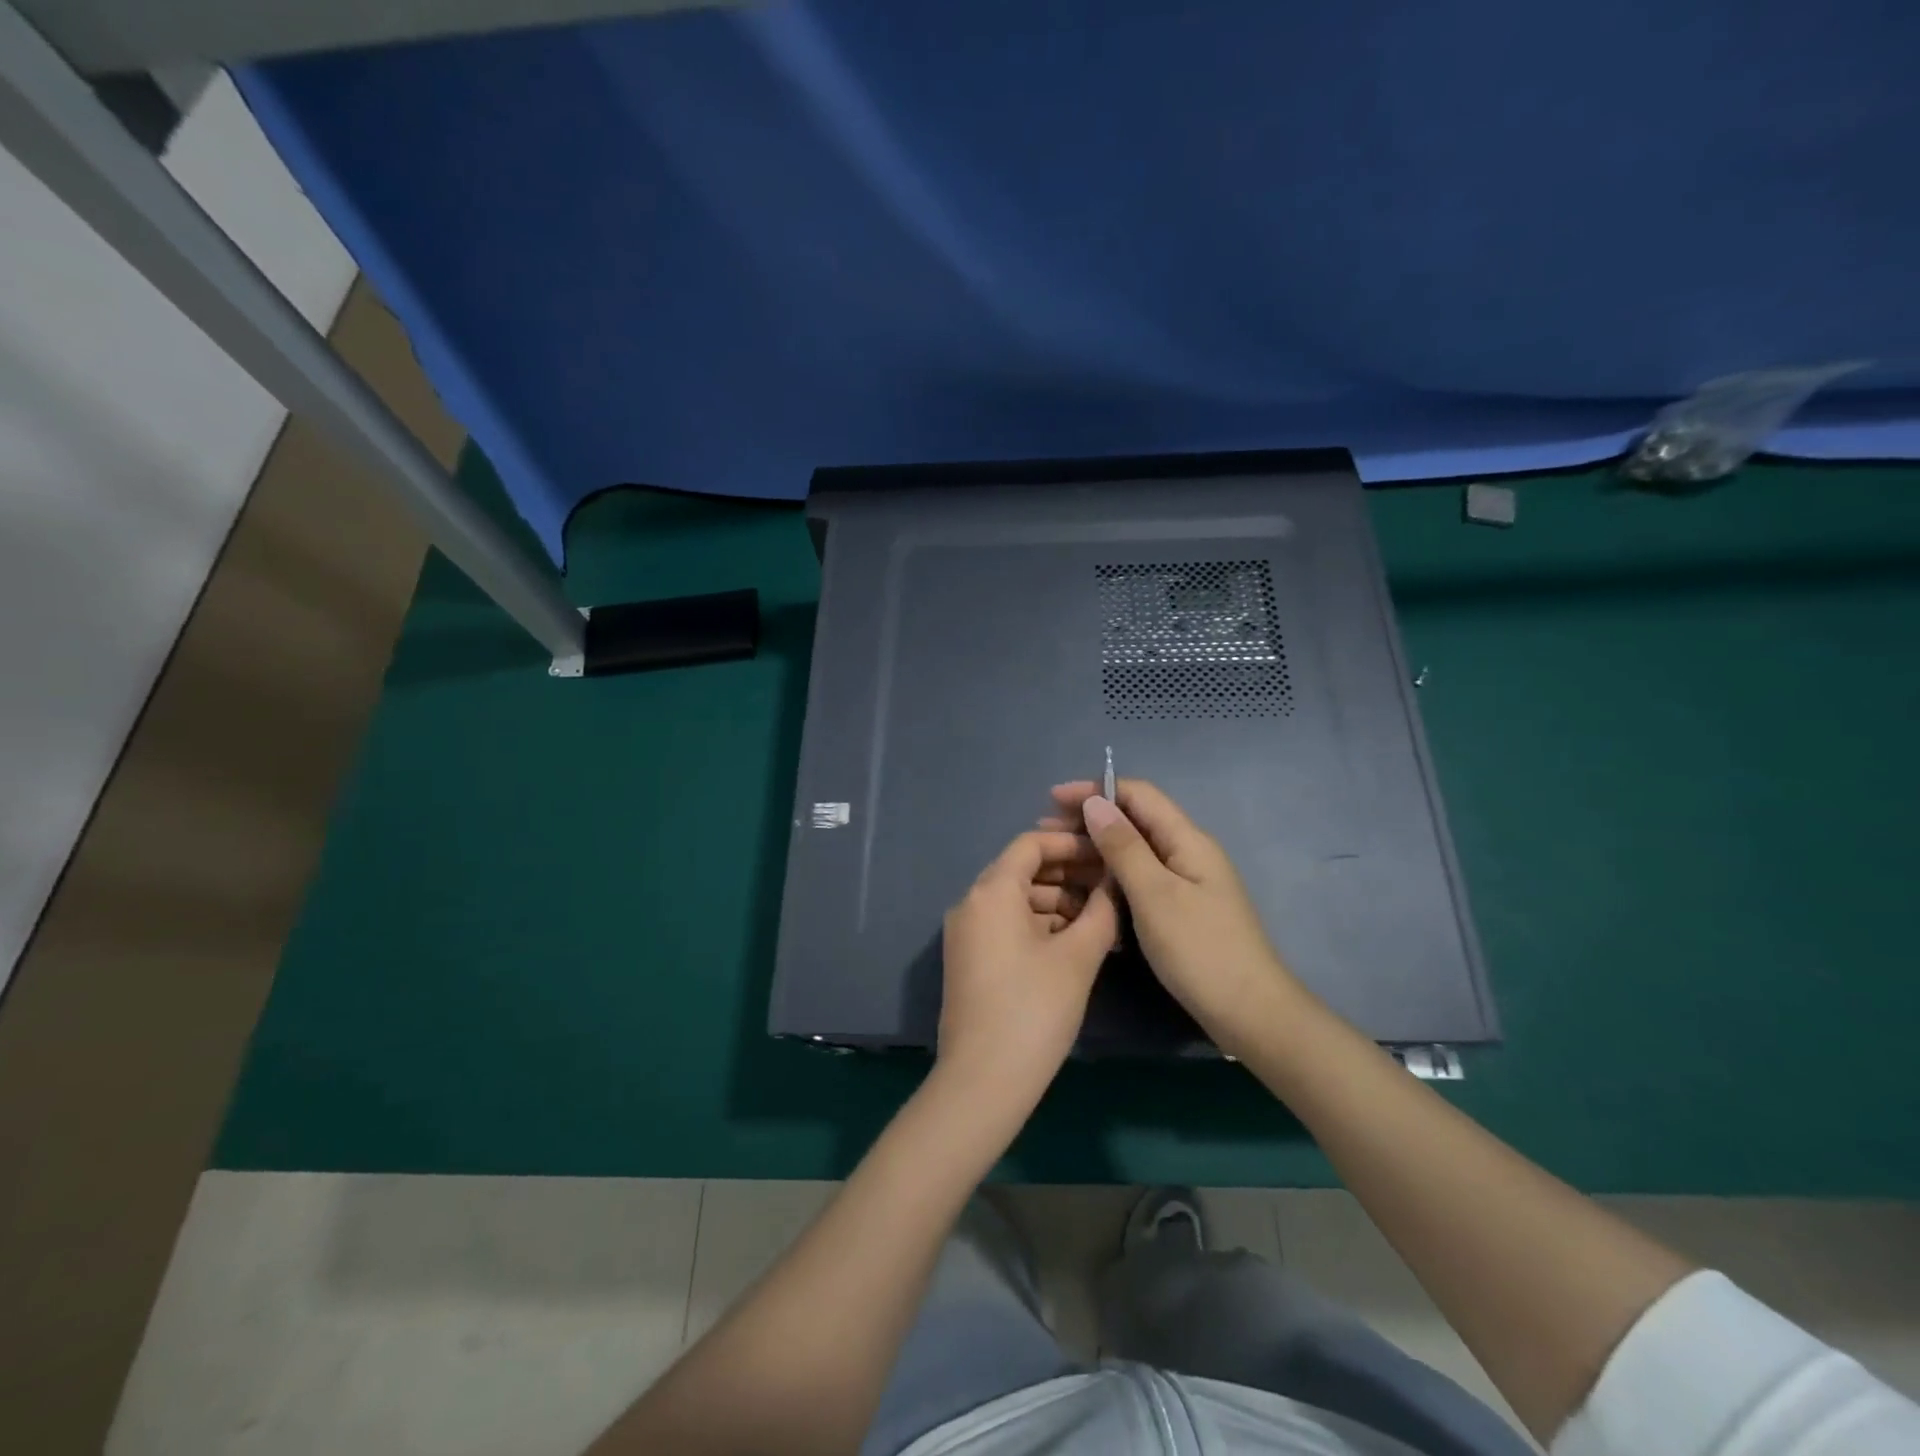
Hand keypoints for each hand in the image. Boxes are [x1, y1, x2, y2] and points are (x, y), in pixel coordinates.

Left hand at [937, 829, 1117, 1094]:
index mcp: (992, 891)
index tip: (1106, 854)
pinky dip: (1039, 925)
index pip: (1031, 844)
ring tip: (1101, 917)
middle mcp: (971, 902)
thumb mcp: (1078, 957)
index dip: (1071, 844)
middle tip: (1111, 885)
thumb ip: (1102, 911)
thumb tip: (1117, 881)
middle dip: (1068, 874)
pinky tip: (1074, 941)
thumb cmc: (1034, 1009)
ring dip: (1057, 902)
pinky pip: (1007, 925)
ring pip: (1016, 900)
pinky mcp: (969, 959)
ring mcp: (966, 933)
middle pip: (1022, 870)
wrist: (982, 1080)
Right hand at [1045, 780, 1304, 1042]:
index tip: (1052, 800)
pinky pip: (1140, 877)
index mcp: (1187, 840)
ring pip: (1135, 850)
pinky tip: (1086, 888)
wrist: (1250, 1013)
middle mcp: (1188, 852)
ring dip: (1096, 847)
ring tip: (1057, 858)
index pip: (1137, 794)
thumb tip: (1095, 802)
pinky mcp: (1181, 908)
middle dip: (1089, 819)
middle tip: (1044, 833)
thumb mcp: (1154, 894)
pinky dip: (1110, 874)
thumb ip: (1123, 846)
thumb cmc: (1200, 950)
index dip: (1094, 790)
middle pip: (1134, 819)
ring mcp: (1186, 881)